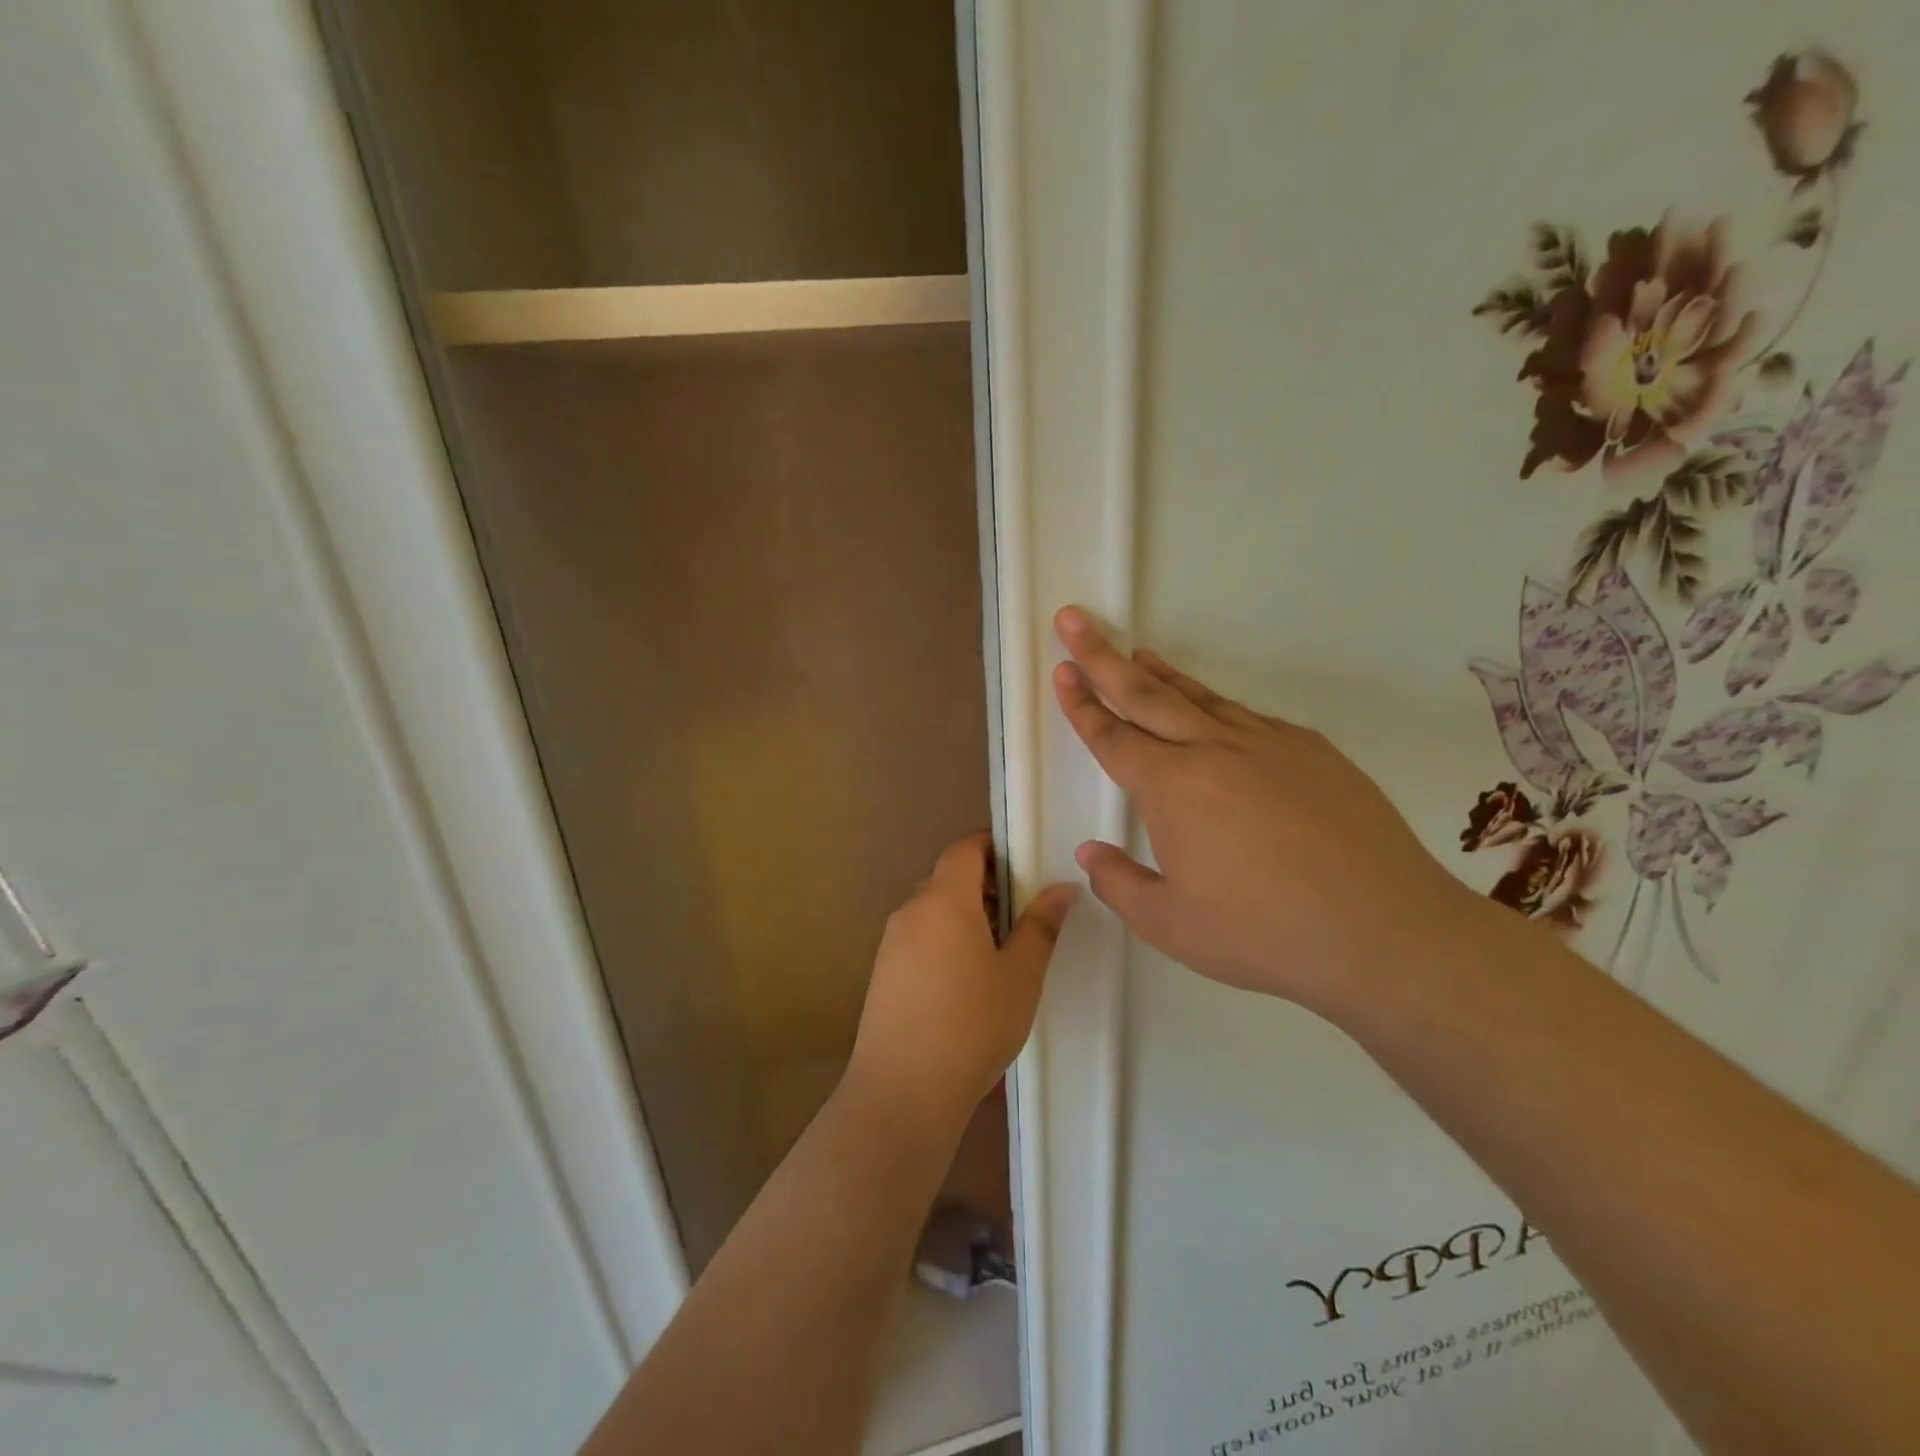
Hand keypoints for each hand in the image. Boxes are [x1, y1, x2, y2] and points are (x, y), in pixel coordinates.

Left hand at [847, 833, 1075, 1132]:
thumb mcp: (1020, 975)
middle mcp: (911, 910)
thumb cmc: (972, 1023)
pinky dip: (943, 940)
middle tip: (1021, 913)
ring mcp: (891, 942)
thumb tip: (1061, 887)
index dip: (993, 846)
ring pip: (932, 910)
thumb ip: (1041, 925)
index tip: (1023, 864)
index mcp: (944, 898)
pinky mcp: (882, 972)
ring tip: (999, 952)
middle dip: (984, 885)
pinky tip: (965, 981)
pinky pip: (917, 937)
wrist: (903, 1089)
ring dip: (964, 916)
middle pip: (948, 878)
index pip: (964, 848)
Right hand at [1051, 607, 1485, 1011]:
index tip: (1062, 670)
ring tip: (1136, 653)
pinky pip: (1248, 717)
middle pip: (1145, 694)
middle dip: (1102, 656)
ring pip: (1199, 697)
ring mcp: (1268, 743)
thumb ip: (1118, 883)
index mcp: (1171, 788)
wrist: (1384, 930)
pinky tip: (1215, 713)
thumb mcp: (1170, 925)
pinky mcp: (1312, 751)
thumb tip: (1090, 852)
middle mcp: (1213, 750)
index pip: (1112, 736)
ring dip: (1161, 674)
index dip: (1081, 703)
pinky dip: (1216, 705)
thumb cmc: (1263, 933)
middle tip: (1074, 620)